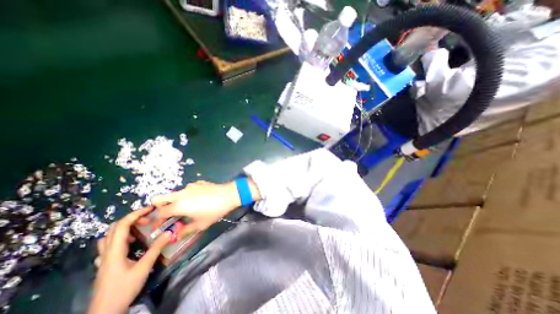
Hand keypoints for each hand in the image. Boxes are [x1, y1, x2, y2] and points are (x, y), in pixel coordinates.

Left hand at [86, 207, 169, 313]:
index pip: (122, 225)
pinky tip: (130, 243)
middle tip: (149, 219)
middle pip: (115, 227)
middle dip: (133, 218)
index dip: (136, 214)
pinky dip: (121, 237)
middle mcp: (107, 251)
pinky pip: (109, 244)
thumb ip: (156, 249)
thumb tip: (169, 232)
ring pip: (111, 235)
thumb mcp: (143, 268)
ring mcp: (104, 258)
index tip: (151, 208)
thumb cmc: (124, 289)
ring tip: (141, 229)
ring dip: (126, 227)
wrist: (104, 313)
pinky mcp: (106, 264)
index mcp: (115, 251)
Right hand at [151, 179, 259, 237]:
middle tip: (169, 215)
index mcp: (178, 205)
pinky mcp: (198, 182)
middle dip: (159, 207)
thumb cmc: (214, 211)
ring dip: (175, 201)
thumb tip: (174, 236)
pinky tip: (199, 199)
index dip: (157, 221)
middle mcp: (180, 193)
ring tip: (188, 208)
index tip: (161, 226)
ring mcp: (190, 186)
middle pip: (159, 198)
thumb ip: (185, 230)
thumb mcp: (200, 224)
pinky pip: (188, 189)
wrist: (229, 194)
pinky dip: (188, 195)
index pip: (159, 213)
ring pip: (175, 193)